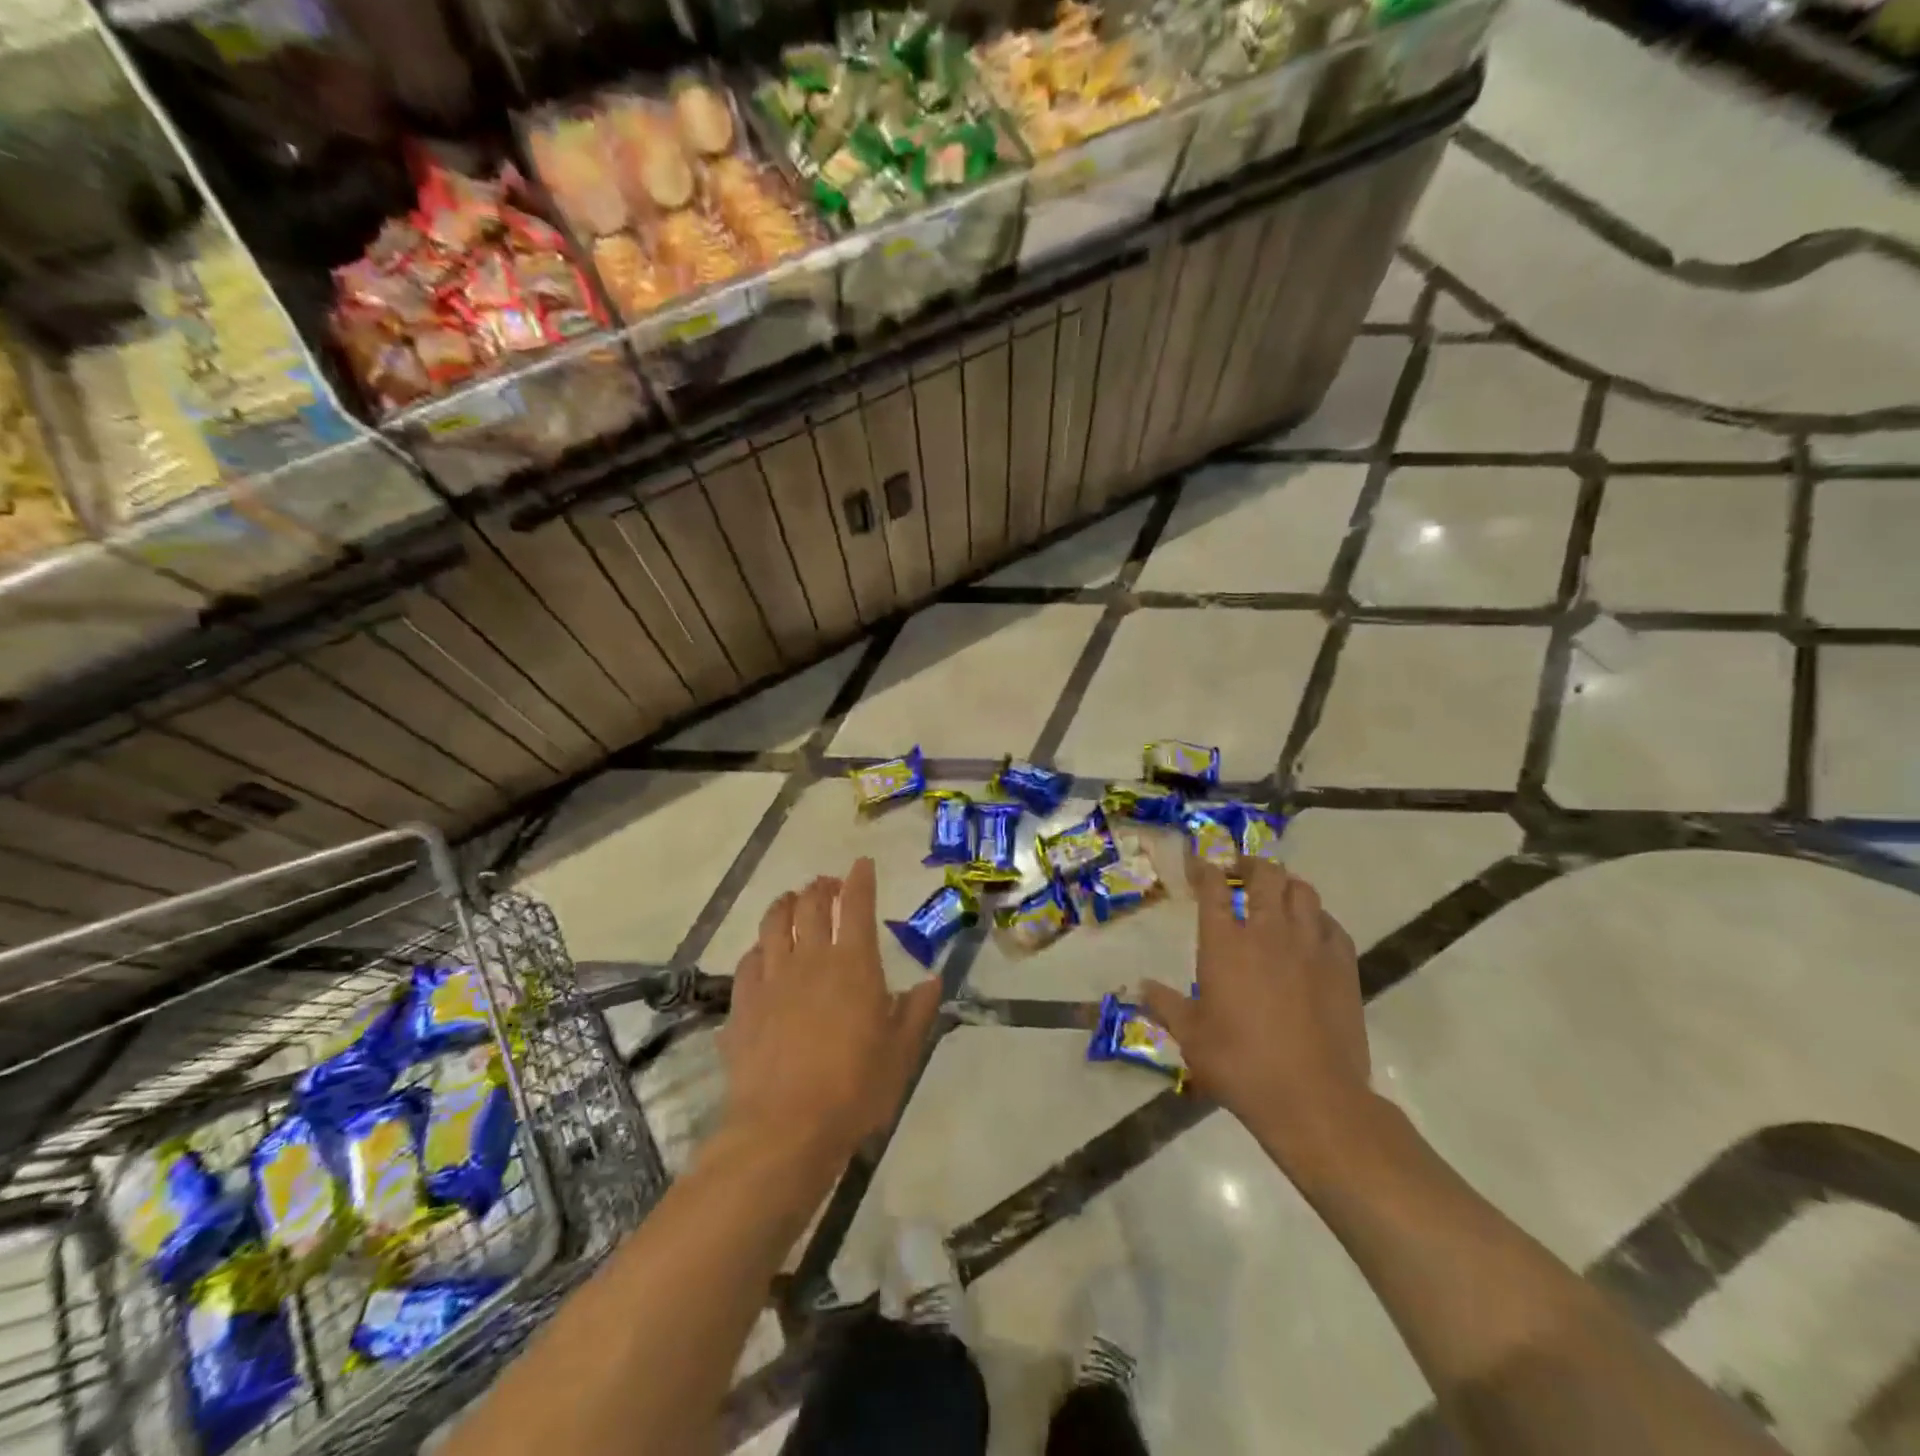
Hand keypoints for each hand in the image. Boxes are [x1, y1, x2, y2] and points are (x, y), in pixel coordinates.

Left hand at [720, 857, 943, 1166]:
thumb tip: (931, 980)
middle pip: (810, 906)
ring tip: (791, 900)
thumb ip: (917, 1012)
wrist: (784, 1128)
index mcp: (853, 964)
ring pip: (773, 924)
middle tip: (827, 884)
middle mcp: (810, 959)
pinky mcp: (743, 1003)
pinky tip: (762, 953)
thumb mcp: (901, 1054)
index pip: (856, 905)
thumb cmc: (854, 1089)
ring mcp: (771, 979)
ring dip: (784, 904)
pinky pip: (748, 961)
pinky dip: (759, 948)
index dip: (859, 879)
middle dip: (820, 887)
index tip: (862, 863)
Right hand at [1141, 856, 1372, 1174]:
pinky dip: (1317, 917)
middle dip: (1249, 865)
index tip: (1199, 865)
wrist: (1313, 1097)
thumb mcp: (1191, 1037)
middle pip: (1264, 875)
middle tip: (1238, 872)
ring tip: (1275, 895)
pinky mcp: (1343, 965)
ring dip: (1285, 885)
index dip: (1205, 869)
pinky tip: (1310, 930)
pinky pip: (1331, 923)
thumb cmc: (1240, 1064)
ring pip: (1302, 891)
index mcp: (1225, 944)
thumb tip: (1139, 988)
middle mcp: (1268, 932)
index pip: (1214, 887)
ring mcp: (1310, 946)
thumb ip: (1165, 1005)